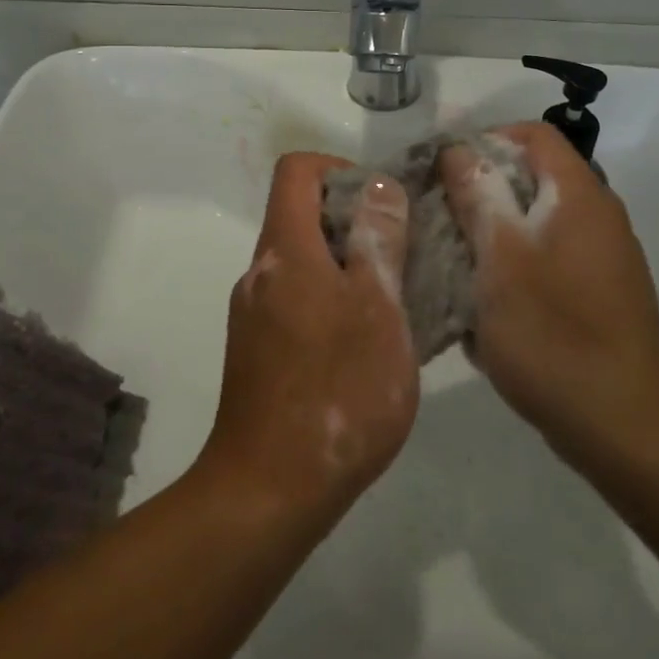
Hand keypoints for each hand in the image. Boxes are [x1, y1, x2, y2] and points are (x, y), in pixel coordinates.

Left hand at [197, 152, 415, 525]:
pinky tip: (368, 347)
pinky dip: (333, 303)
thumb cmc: (337, 390)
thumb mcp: (378, 308)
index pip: (297, 170)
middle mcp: (260, 272)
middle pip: (301, 216)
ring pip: (304, 263)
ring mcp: (254, 314)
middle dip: (355, 223)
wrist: (271, 488)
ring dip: (349, 268)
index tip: (382, 205)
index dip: (340, 170)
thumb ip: (379, 240)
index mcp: (284, 250)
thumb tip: (378, 186)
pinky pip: (297, 302)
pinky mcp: (258, 351)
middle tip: (404, 258)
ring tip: (396, 305)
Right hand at [440, 123, 658, 470]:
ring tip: (454, 261)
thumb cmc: (553, 333)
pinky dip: (515, 266)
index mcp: (580, 196)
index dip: (486, 139)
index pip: (534, 134)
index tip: (443, 171)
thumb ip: (479, 195)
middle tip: (439, 217)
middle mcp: (599, 216)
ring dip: (494, 231)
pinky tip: (487, 303)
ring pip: (538, 221)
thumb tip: (460, 150)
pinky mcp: (601, 295)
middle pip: (535, 177)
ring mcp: (604, 258)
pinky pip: (549, 259)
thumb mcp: (500, 258)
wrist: (622, 426)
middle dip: (482, 190)